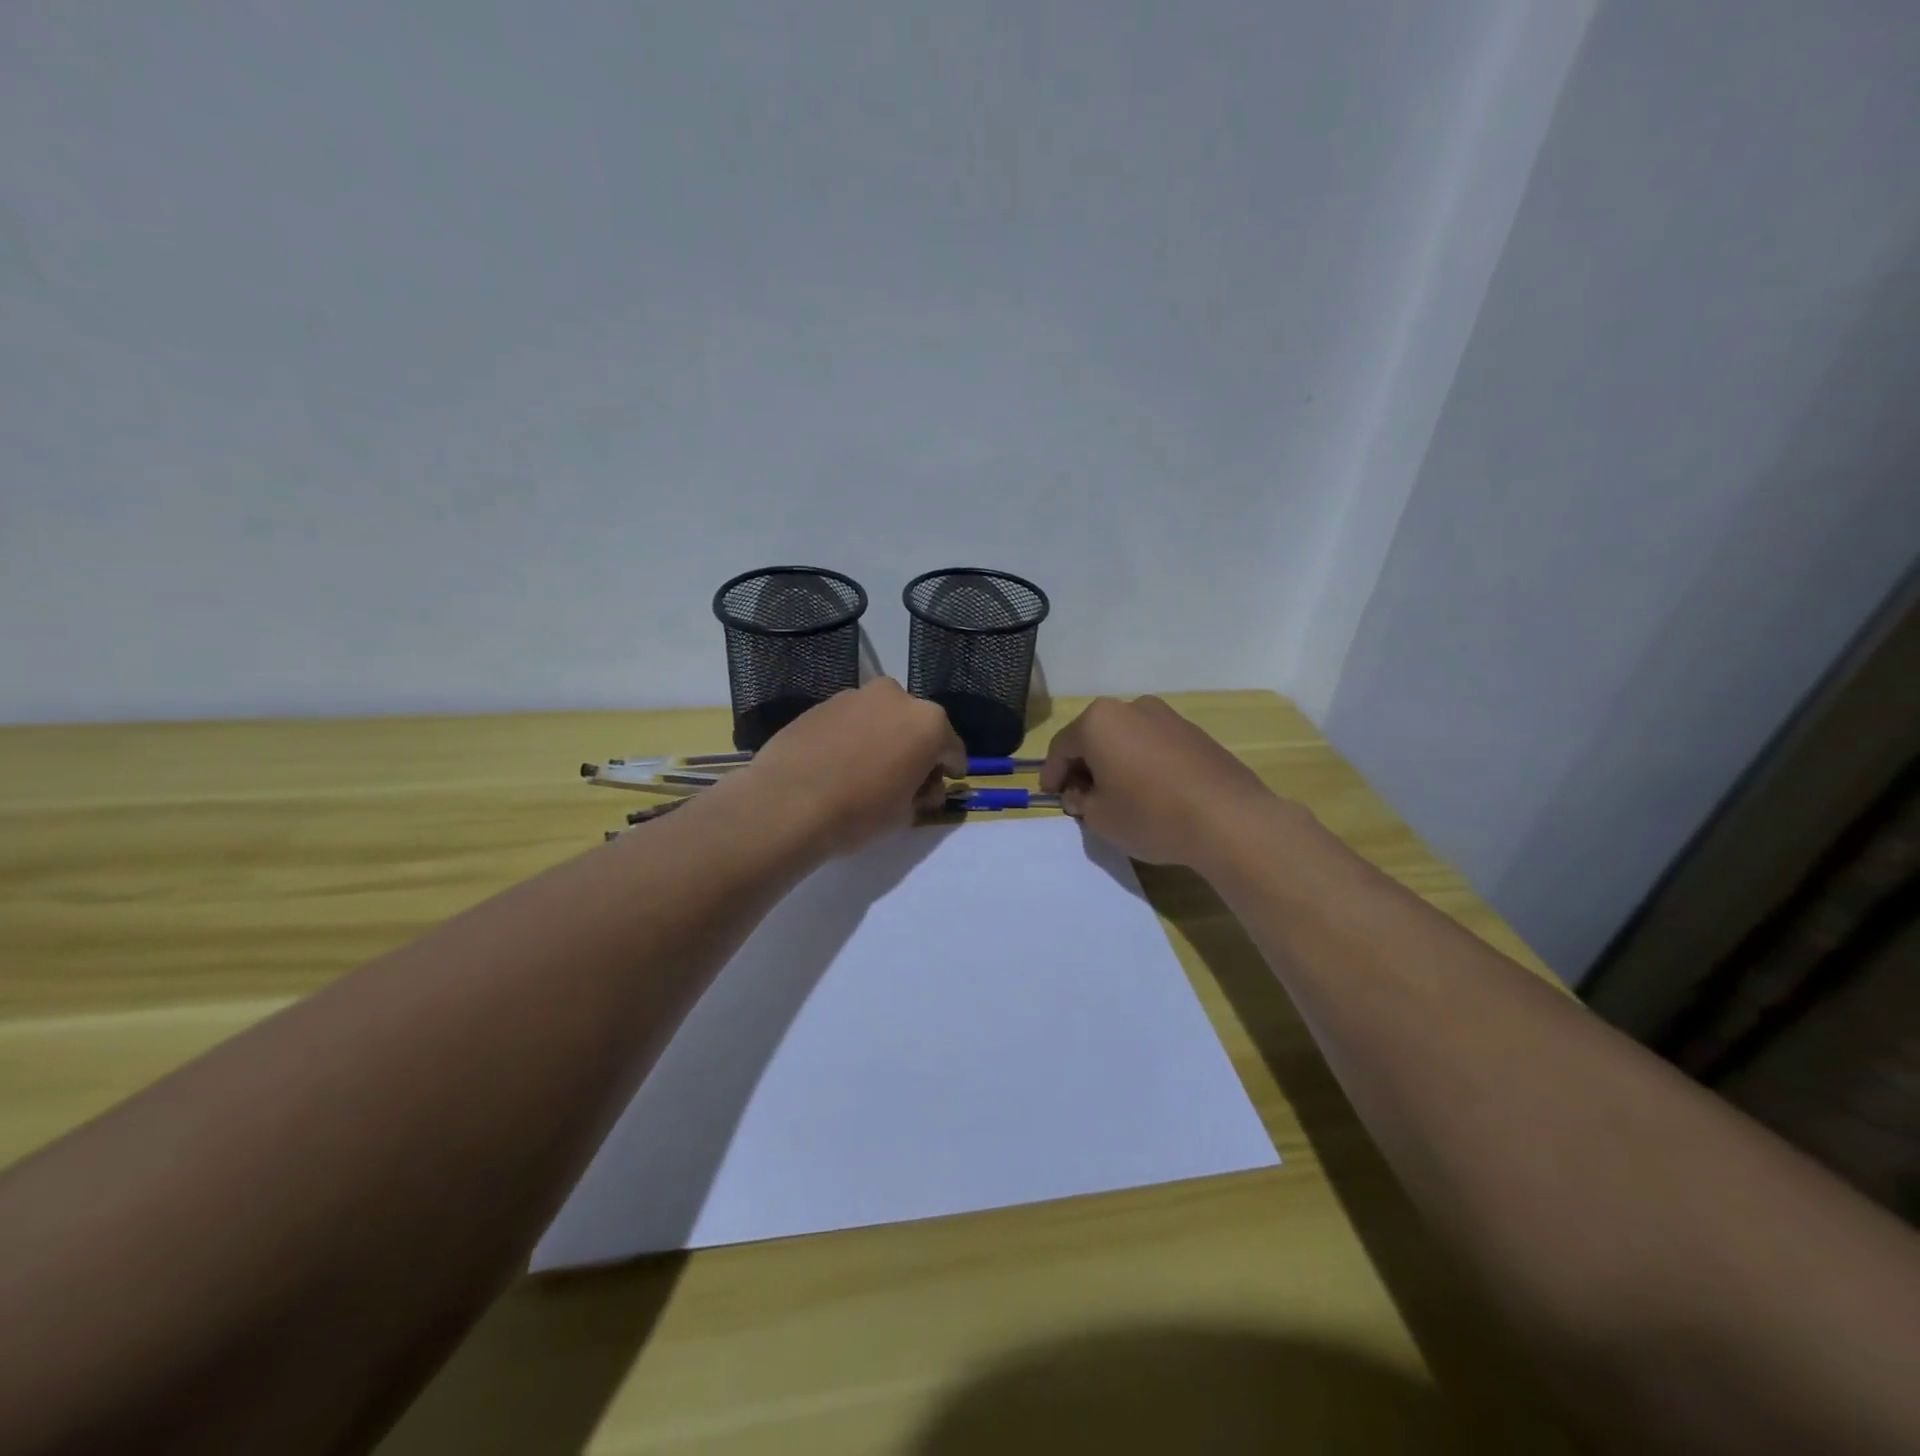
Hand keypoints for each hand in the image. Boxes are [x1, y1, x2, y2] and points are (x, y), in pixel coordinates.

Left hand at [740, 679, 966, 856]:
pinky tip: (839, 762)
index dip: (950, 769)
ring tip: (867, 770)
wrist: (788, 802)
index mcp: (929, 723)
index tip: (944, 784)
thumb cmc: (860, 811)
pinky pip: (851, 720)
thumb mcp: (904, 813)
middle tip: (904, 779)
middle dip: (916, 749)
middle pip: (916, 726)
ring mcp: (856, 695)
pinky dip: (853, 736)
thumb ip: (921, 792)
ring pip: (882, 718)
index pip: (952, 748)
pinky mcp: (822, 702)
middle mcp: (897, 697)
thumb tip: (920, 786)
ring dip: (883, 738)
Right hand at [1040, 696, 1291, 868]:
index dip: (1052, 774)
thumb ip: (1080, 800)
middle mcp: (1132, 707)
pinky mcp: (1195, 733)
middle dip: (1083, 767)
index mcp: (1100, 721)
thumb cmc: (1150, 815)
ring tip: (1117, 796)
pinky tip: (1150, 792)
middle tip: (1081, 798)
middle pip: (1095, 737)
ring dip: (1114, 763)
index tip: (1052, 796)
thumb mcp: (1099, 818)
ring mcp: (1168, 717)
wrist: (1229, 820)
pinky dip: (1142, 764)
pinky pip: (1154, 746)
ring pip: (1126, 740)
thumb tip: (1083, 792)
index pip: (1062, 747)